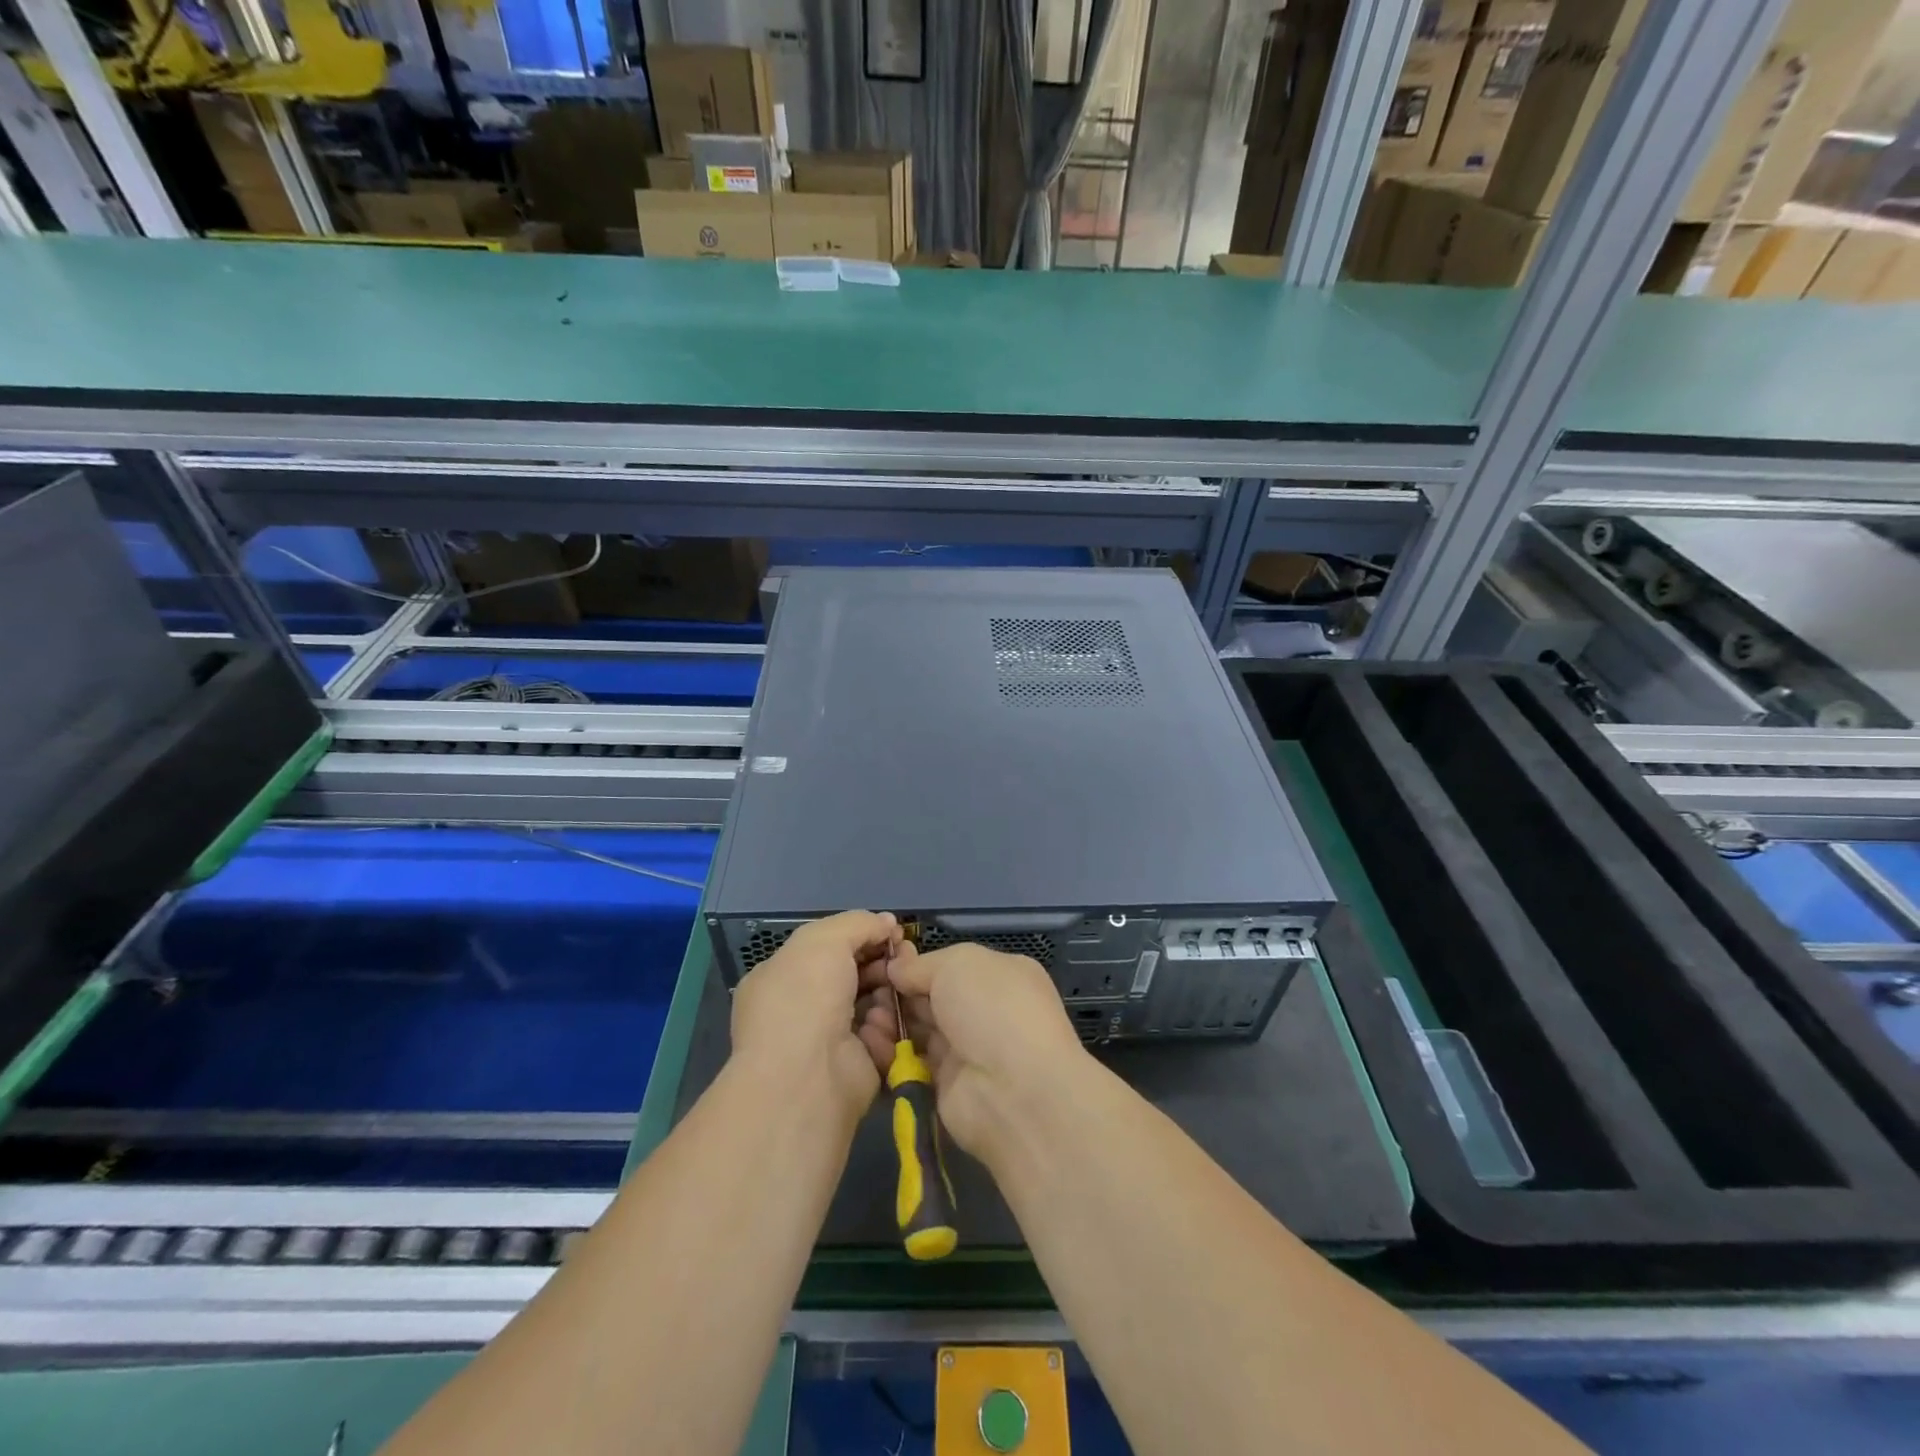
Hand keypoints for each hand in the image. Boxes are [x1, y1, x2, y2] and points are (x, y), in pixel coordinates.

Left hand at [730, 911, 903, 1124]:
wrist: (806, 1077)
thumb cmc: (804, 998)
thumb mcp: (824, 940)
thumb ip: (857, 923)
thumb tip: (887, 923)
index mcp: (783, 977)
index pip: (826, 948)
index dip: (860, 936)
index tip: (891, 931)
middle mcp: (803, 1008)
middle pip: (854, 975)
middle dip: (882, 962)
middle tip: (906, 955)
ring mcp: (829, 1040)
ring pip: (873, 1004)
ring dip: (889, 992)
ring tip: (901, 986)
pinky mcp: (857, 1067)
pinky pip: (883, 1038)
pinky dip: (887, 1028)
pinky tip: (885, 1023)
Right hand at [883, 941, 1089, 1164]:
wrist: (1014, 1090)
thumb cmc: (993, 1008)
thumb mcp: (959, 964)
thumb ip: (922, 965)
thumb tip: (896, 967)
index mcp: (999, 975)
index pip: (951, 965)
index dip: (917, 963)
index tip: (883, 962)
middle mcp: (985, 1011)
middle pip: (932, 996)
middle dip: (899, 991)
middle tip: (866, 987)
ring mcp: (967, 1049)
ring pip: (920, 1029)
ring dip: (891, 1020)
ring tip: (866, 1014)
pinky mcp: (946, 1085)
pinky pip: (912, 1062)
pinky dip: (889, 1050)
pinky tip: (868, 1038)